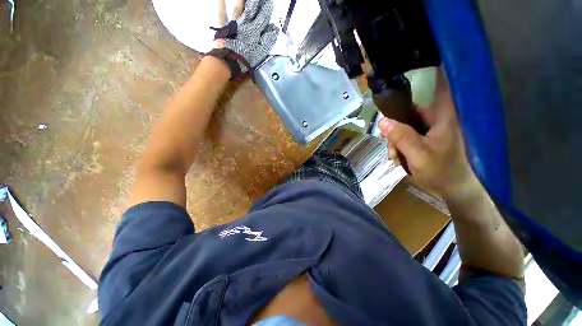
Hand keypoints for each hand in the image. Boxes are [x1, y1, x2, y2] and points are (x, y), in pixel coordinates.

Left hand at [213, 0, 277, 72]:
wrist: (229, 62)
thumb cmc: (245, 59)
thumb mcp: (260, 52)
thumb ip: (267, 40)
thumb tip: (274, 28)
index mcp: (254, 31)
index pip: (262, 16)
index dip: (266, 8)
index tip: (269, 2)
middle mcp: (245, 23)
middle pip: (252, 9)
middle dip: (256, 2)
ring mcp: (233, 23)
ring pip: (239, 8)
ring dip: (242, 0)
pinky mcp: (223, 26)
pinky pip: (221, 12)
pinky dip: (220, 4)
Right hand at [378, 68, 477, 200]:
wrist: (453, 189)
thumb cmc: (441, 171)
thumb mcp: (418, 154)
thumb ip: (401, 137)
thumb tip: (382, 121)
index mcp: (442, 116)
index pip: (438, 86)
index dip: (430, 70)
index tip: (414, 63)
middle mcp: (436, 118)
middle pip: (408, 113)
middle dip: (395, 130)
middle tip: (391, 149)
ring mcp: (430, 129)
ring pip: (404, 127)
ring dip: (395, 141)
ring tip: (395, 157)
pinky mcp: (426, 138)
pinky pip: (406, 136)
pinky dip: (399, 146)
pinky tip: (398, 157)